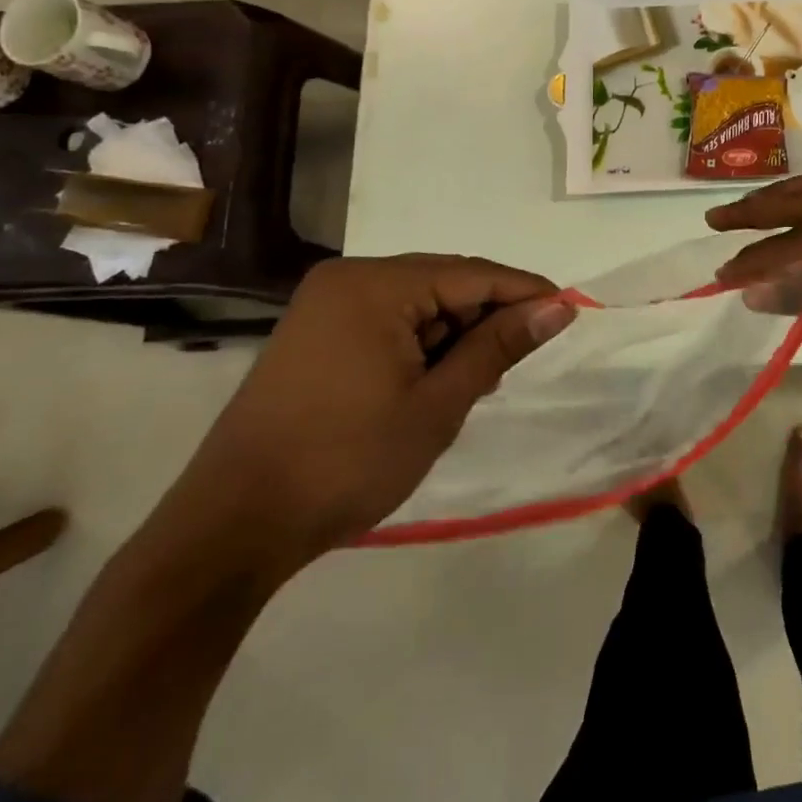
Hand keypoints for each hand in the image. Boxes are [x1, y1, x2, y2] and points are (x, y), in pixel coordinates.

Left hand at [162, 255, 572, 570]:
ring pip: (418, 304)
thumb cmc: (346, 461)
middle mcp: (348, 279)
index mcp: (374, 284)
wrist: (232, 527)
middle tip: (515, 365)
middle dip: (485, 320)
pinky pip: (388, 321)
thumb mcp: (437, 404)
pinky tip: (433, 383)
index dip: (525, 292)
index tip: (569, 312)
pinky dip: (420, 347)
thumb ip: (499, 346)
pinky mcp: (315, 334)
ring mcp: (326, 305)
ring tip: (473, 384)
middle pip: (444, 283)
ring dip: (453, 337)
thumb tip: (558, 308)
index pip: (472, 274)